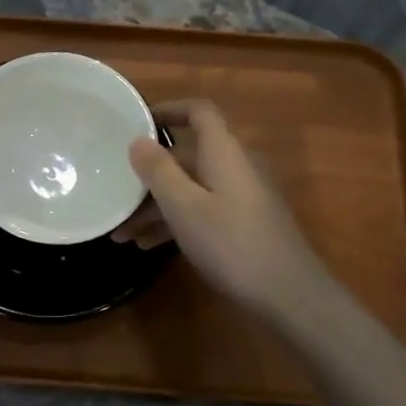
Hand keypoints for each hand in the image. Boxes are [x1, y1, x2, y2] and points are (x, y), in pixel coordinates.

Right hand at [114, 100, 335, 323]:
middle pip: (187, 157)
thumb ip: (158, 171)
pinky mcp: (245, 224)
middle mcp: (236, 167)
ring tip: (122, 232)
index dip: (169, 110)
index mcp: (224, 152)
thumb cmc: (231, 243)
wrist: (289, 295)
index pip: (199, 112)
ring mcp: (243, 197)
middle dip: (150, 174)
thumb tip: (138, 140)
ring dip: (157, 206)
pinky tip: (148, 246)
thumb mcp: (184, 207)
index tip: (137, 121)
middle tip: (116, 190)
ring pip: (192, 188)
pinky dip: (176, 222)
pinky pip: (202, 210)